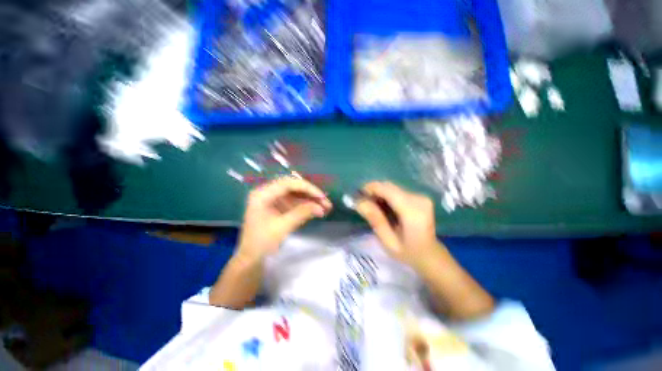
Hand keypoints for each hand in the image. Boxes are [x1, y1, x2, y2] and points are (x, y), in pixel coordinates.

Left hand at [237, 177, 331, 261]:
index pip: (288, 184)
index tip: (322, 196)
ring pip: (296, 194)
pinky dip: (306, 206)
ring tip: (326, 207)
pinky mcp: (278, 206)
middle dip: (310, 194)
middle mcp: (267, 192)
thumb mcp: (282, 227)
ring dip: (310, 200)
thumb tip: (321, 207)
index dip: (307, 188)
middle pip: (293, 187)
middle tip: (326, 202)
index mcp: (262, 194)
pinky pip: (294, 202)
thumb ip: (302, 213)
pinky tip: (317, 210)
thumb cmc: (261, 243)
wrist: (251, 258)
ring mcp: (273, 199)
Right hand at [356, 182, 440, 269]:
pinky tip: (383, 207)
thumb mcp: (388, 241)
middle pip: (388, 186)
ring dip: (379, 194)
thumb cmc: (408, 253)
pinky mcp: (419, 196)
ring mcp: (420, 196)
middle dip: (373, 192)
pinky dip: (386, 196)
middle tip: (363, 204)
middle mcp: (418, 198)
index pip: (387, 189)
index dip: (369, 188)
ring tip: (371, 208)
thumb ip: (375, 219)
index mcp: (412, 211)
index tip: (357, 197)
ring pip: (391, 187)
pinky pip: (397, 191)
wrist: (430, 255)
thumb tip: (359, 202)